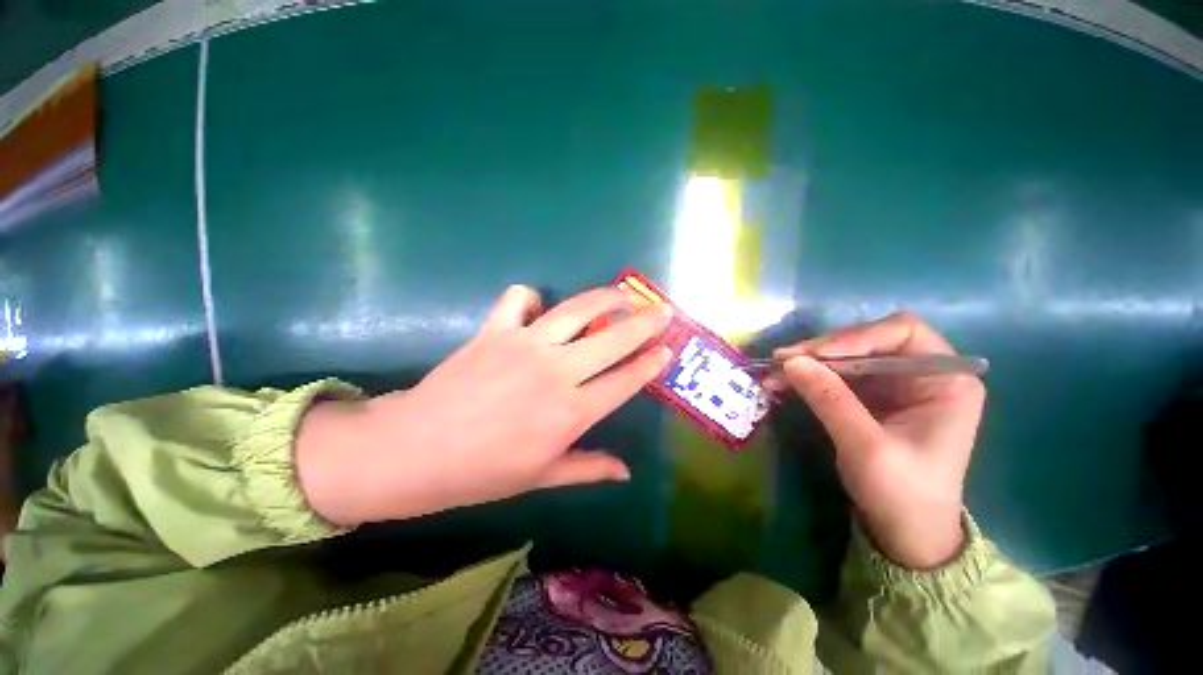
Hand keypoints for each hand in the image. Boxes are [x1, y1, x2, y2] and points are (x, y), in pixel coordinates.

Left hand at [297, 285, 672, 525]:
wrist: (415, 451)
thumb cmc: (482, 472)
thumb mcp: (542, 477)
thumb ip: (589, 468)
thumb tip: (626, 472)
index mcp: (570, 413)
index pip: (625, 381)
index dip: (650, 363)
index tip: (668, 349)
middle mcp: (556, 372)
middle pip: (613, 340)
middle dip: (644, 323)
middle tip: (662, 311)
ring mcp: (525, 345)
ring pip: (577, 310)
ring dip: (606, 298)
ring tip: (624, 293)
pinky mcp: (495, 330)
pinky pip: (519, 298)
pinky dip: (532, 296)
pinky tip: (538, 306)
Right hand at [767, 313, 985, 568]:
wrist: (905, 533)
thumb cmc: (902, 494)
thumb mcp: (866, 446)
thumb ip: (830, 399)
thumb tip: (790, 361)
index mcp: (945, 381)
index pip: (902, 333)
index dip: (857, 337)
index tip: (816, 355)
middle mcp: (922, 375)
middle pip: (867, 342)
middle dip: (823, 351)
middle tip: (782, 360)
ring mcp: (894, 386)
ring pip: (845, 358)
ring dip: (808, 364)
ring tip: (773, 373)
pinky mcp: (872, 398)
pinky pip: (836, 377)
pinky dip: (808, 378)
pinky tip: (782, 384)